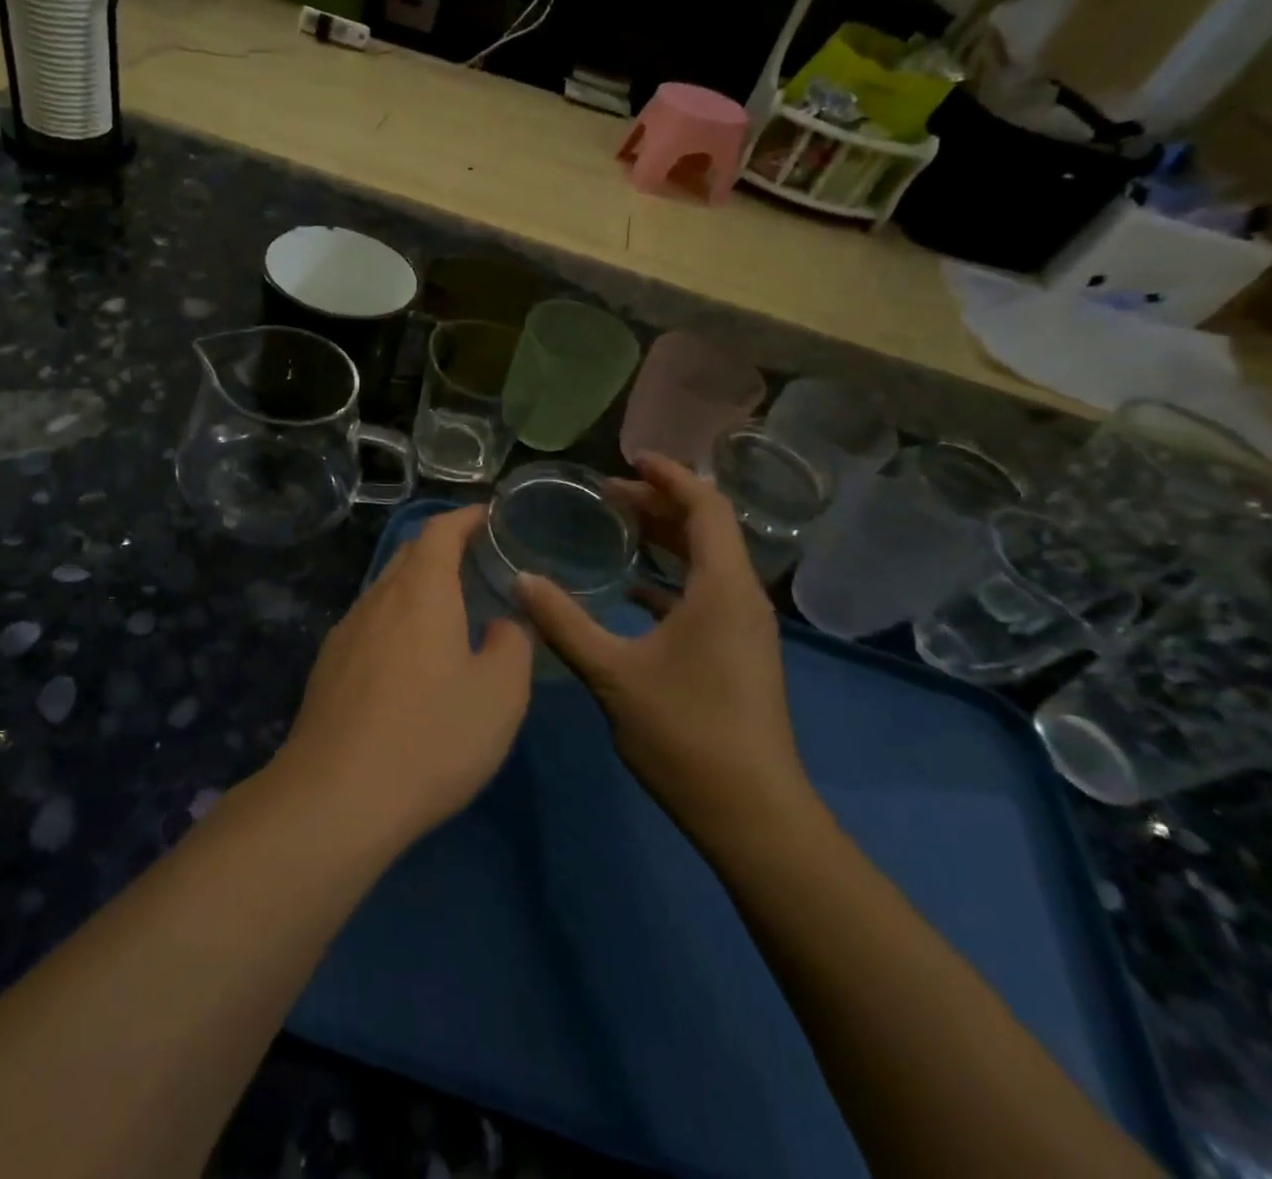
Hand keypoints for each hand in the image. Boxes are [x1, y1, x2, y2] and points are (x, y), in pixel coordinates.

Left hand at [275, 505, 532, 848]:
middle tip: (476, 560)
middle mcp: (377, 600)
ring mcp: (346, 633)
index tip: (488, 516)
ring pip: (386, 590)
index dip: (464, 517)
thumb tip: (502, 624)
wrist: (336, 797)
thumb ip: (511, 646)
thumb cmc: (430, 738)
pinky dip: (397, 618)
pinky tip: (409, 656)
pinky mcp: (328, 667)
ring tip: (449, 607)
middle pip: (409, 555)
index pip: (439, 532)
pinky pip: (369, 623)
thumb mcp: (499, 696)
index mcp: (421, 593)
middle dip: (442, 547)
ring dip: (417, 585)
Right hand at [515, 453, 810, 825]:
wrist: (751, 812)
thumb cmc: (686, 733)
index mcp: (722, 588)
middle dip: (659, 503)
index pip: (704, 506)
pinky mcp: (737, 652)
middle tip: (608, 493)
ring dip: (666, 538)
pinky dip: (670, 577)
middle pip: (706, 528)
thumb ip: (564, 622)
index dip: (669, 475)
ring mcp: (743, 627)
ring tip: (619, 527)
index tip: (628, 458)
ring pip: (706, 561)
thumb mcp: (613, 674)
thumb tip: (520, 580)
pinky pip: (704, 593)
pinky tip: (633, 590)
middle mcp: (740, 597)